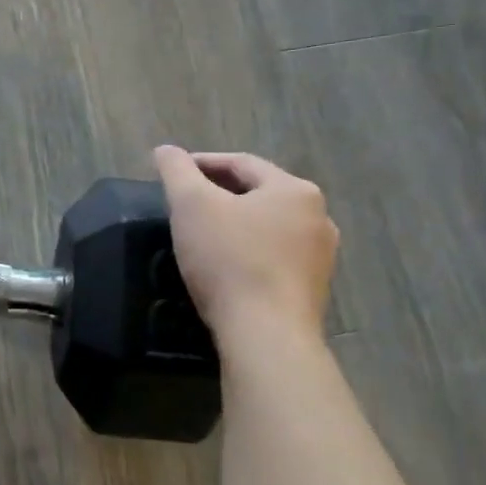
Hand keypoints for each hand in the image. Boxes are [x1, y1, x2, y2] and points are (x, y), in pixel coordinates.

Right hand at [152, 148, 338, 341]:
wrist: (266, 334)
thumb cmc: (229, 259)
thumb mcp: (191, 205)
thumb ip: (176, 171)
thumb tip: (165, 151)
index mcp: (294, 189)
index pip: (241, 163)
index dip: (202, 163)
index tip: (173, 173)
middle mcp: (318, 217)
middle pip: (258, 193)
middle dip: (220, 194)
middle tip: (184, 203)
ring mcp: (320, 256)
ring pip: (268, 226)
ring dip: (236, 223)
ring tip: (203, 234)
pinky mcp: (312, 289)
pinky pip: (274, 257)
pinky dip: (249, 251)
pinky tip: (226, 265)